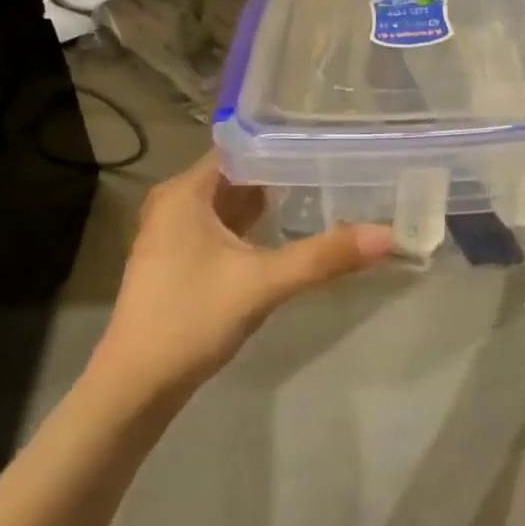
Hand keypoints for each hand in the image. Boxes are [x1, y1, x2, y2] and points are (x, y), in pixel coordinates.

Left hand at [95, 153, 392, 394]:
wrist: (137, 385)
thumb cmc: (191, 319)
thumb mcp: (262, 284)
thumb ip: (324, 257)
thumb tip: (387, 236)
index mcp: (184, 193)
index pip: (241, 147)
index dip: (283, 142)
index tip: (329, 140)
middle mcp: (176, 204)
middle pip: (238, 174)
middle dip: (284, 172)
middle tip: (337, 164)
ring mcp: (175, 234)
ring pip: (231, 204)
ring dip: (270, 200)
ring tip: (323, 190)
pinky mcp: (182, 261)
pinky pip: (225, 228)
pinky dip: (255, 226)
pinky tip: (288, 230)